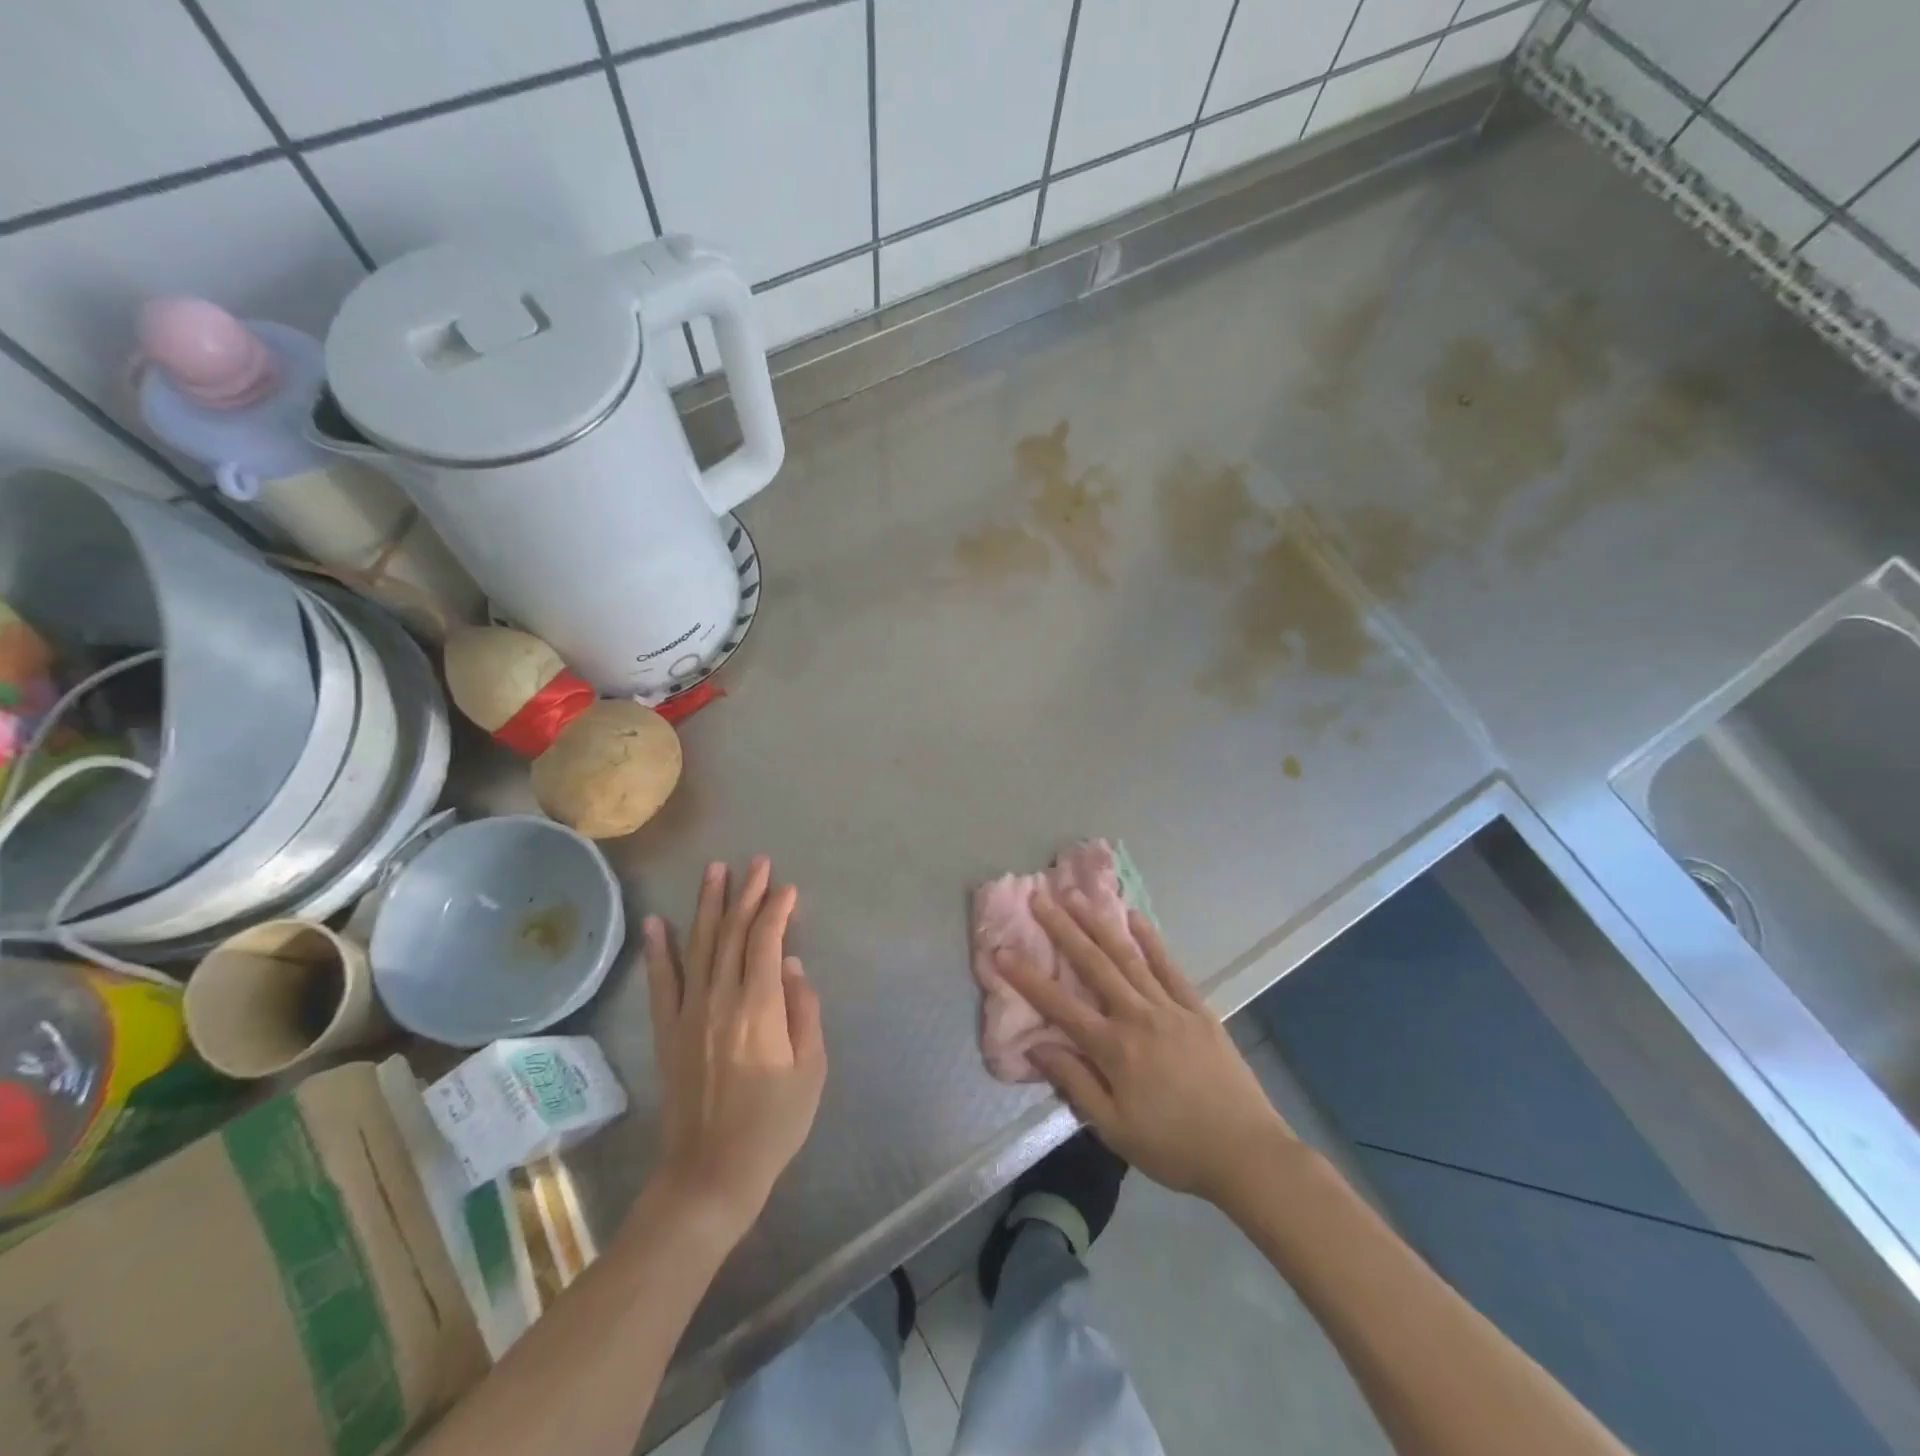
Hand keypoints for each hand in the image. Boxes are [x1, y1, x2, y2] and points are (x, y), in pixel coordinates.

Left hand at [643, 856, 826, 1240]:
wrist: (711, 1173)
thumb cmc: (773, 1123)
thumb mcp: (811, 1069)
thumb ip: (805, 1010)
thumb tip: (794, 965)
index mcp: (760, 1006)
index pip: (767, 941)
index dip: (778, 909)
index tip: (789, 888)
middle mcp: (720, 998)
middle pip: (733, 932)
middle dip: (747, 893)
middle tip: (757, 862)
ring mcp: (688, 1012)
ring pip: (700, 945)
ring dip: (708, 905)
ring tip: (715, 870)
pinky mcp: (667, 1031)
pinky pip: (661, 982)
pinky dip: (658, 950)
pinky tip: (657, 921)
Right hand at [996, 889, 1294, 1205]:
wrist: (1246, 1152)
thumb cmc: (1173, 1148)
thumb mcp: (1115, 1129)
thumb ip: (1075, 1084)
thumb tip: (1036, 1046)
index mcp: (1114, 1048)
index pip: (1060, 1006)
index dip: (1027, 977)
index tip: (1001, 950)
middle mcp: (1138, 1016)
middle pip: (1094, 965)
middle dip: (1063, 929)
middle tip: (1039, 897)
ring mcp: (1170, 1007)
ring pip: (1128, 956)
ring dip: (1099, 923)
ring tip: (1077, 895)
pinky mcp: (1197, 1008)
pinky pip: (1170, 967)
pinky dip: (1151, 940)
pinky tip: (1135, 917)